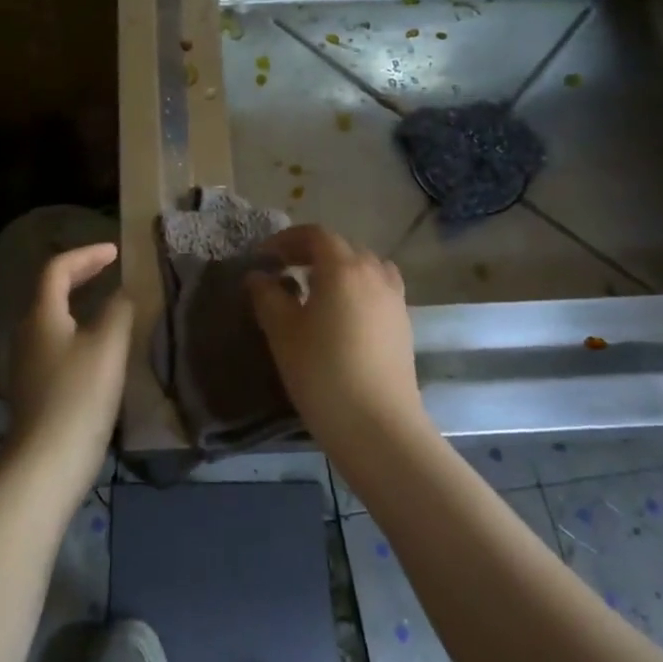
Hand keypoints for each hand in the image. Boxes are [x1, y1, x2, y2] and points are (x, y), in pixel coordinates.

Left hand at [4, 244, 133, 499]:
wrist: (46, 463)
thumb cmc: (78, 396)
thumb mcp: (108, 346)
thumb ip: (119, 310)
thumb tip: (125, 292)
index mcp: (42, 315)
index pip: (57, 268)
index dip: (86, 255)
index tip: (115, 252)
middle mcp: (28, 333)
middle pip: (50, 291)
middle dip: (81, 275)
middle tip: (110, 269)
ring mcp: (27, 363)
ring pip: (53, 319)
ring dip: (79, 304)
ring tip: (109, 305)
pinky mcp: (35, 389)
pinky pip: (56, 344)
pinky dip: (77, 331)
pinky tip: (98, 348)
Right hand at [247, 225, 426, 451]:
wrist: (378, 426)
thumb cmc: (322, 373)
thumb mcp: (282, 332)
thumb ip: (267, 296)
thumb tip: (259, 276)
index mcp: (343, 268)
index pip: (315, 235)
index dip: (286, 240)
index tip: (264, 258)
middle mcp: (373, 273)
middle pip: (341, 247)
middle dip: (310, 252)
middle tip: (284, 271)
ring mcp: (394, 298)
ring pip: (364, 267)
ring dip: (337, 269)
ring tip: (315, 291)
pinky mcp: (403, 323)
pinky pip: (377, 289)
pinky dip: (357, 288)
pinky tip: (341, 315)